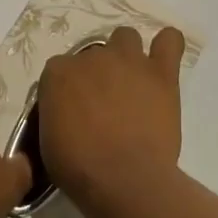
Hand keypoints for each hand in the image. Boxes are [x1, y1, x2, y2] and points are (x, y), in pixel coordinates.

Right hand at [37, 24, 185, 214]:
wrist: (124, 180)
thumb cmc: (78, 168)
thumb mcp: (48, 142)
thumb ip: (56, 115)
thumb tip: (66, 115)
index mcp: (58, 73)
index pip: (60, 71)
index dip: (69, 91)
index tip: (75, 113)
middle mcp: (91, 57)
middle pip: (93, 55)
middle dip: (98, 75)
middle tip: (105, 104)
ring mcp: (128, 61)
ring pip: (125, 38)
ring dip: (126, 56)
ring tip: (132, 83)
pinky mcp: (161, 73)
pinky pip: (170, 41)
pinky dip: (167, 46)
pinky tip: (163, 62)